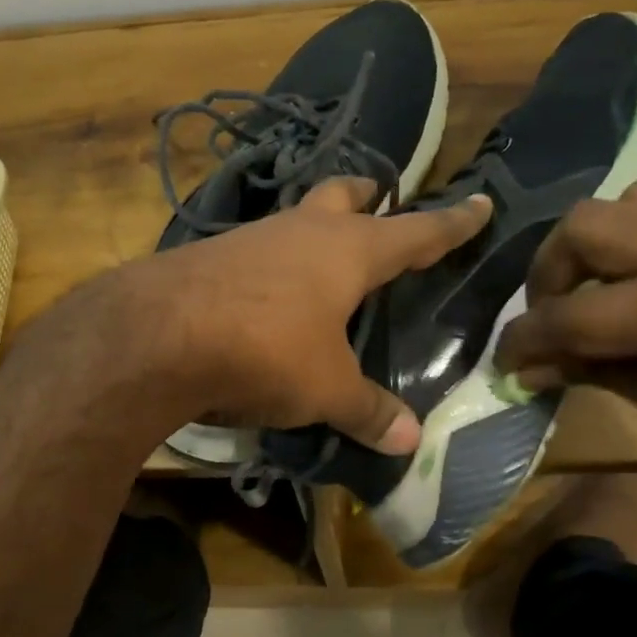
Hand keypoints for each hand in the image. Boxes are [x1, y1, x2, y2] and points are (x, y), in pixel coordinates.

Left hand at [124, 178, 492, 451]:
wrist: (157, 335)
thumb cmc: (265, 350)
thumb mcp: (325, 389)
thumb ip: (367, 410)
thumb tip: (410, 440)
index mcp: (348, 252)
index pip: (416, 232)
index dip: (452, 223)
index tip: (479, 203)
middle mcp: (302, 231)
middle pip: (343, 197)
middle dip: (366, 196)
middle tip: (380, 198)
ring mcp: (250, 238)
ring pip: (295, 219)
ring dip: (314, 227)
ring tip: (322, 252)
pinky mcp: (208, 257)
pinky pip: (254, 250)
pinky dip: (271, 262)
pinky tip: (264, 290)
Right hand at [493, 182, 636, 527]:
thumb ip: (599, 372)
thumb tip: (537, 364)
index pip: (571, 312)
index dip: (524, 341)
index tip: (505, 364)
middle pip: (585, 227)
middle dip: (549, 276)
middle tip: (554, 321)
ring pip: (632, 200)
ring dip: (599, 245)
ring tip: (605, 293)